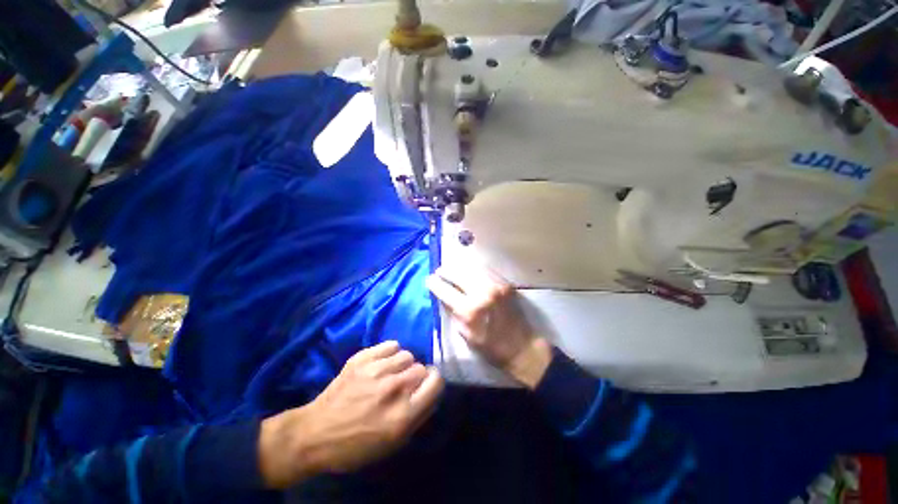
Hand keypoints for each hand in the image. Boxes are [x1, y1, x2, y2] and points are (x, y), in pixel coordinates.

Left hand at [259, 341, 443, 487]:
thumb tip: (432, 391)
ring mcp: (376, 370)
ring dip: (404, 365)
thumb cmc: (356, 446)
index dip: (434, 382)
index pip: (436, 382)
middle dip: (417, 377)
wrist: (315, 434)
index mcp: (402, 415)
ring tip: (392, 373)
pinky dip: (392, 353)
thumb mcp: (393, 443)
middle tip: (405, 385)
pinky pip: (391, 344)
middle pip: (421, 368)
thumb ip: (419, 415)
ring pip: (407, 354)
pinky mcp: (362, 358)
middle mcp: (392, 388)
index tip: (427, 385)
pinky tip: (384, 363)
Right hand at [426, 265, 551, 388]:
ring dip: (459, 268)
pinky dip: (474, 269)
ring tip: (451, 269)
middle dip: (446, 271)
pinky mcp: (505, 284)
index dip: (434, 283)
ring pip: (472, 268)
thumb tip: (444, 296)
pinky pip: (485, 271)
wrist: (521, 347)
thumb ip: (453, 312)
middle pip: (458, 274)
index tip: (429, 280)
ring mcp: (496, 286)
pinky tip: (468, 271)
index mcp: (470, 310)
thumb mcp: (464, 333)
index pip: (445, 290)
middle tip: (439, 271)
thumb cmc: (490, 347)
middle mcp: (482, 293)